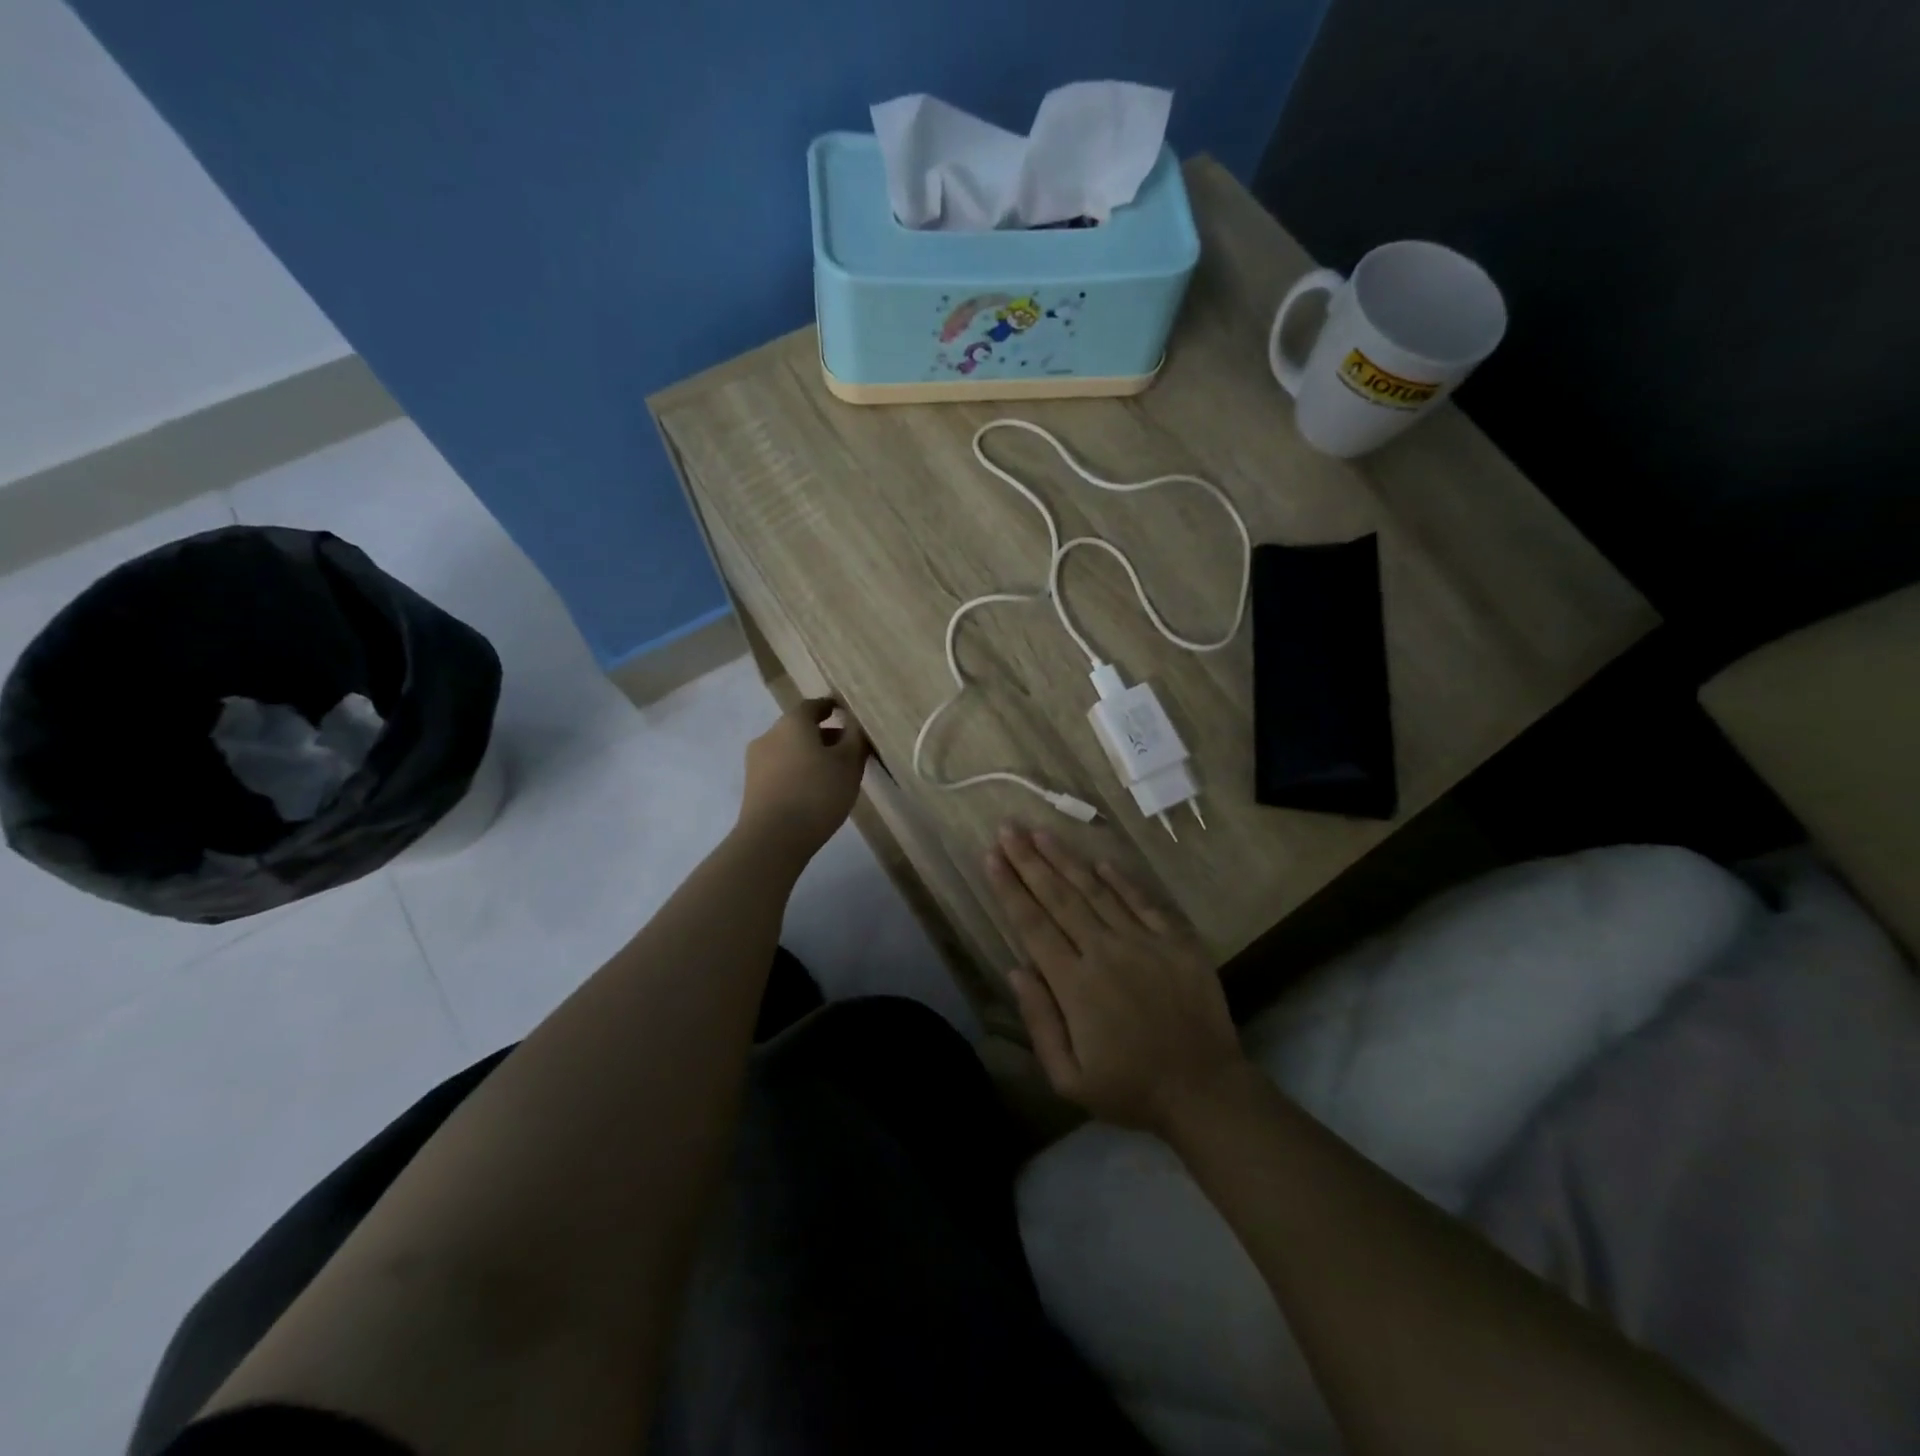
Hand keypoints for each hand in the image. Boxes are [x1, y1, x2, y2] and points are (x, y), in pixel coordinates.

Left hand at [737, 698, 868, 860]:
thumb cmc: (816, 793)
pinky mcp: (753, 787)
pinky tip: (813, 790)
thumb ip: (855, 738)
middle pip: (799, 728)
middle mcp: (769, 735)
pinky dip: (798, 772)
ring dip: (810, 755)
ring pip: (789, 750)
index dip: (832, 707)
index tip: (848, 713)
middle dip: (823, 735)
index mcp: (792, 723)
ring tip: (834, 773)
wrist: (772, 839)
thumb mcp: (849, 764)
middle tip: (848, 748)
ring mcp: (756, 762)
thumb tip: (855, 722)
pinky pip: (781, 770)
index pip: (813, 705)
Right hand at [985, 824, 1248, 1136]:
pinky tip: (1101, 861)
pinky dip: (1122, 880)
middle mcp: (1105, 951)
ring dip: (1066, 860)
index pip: (1033, 925)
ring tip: (1041, 832)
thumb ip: (1040, 1022)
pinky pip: (1144, 902)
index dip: (1009, 888)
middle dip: (1029, 860)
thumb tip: (1017, 970)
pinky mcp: (1177, 941)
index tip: (991, 857)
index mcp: (1075, 984)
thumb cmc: (1130, 1088)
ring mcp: (1144, 942)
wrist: (1205, 1091)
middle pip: (1059, 897)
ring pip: (1096, 891)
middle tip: (1008, 828)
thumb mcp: (1069, 1078)